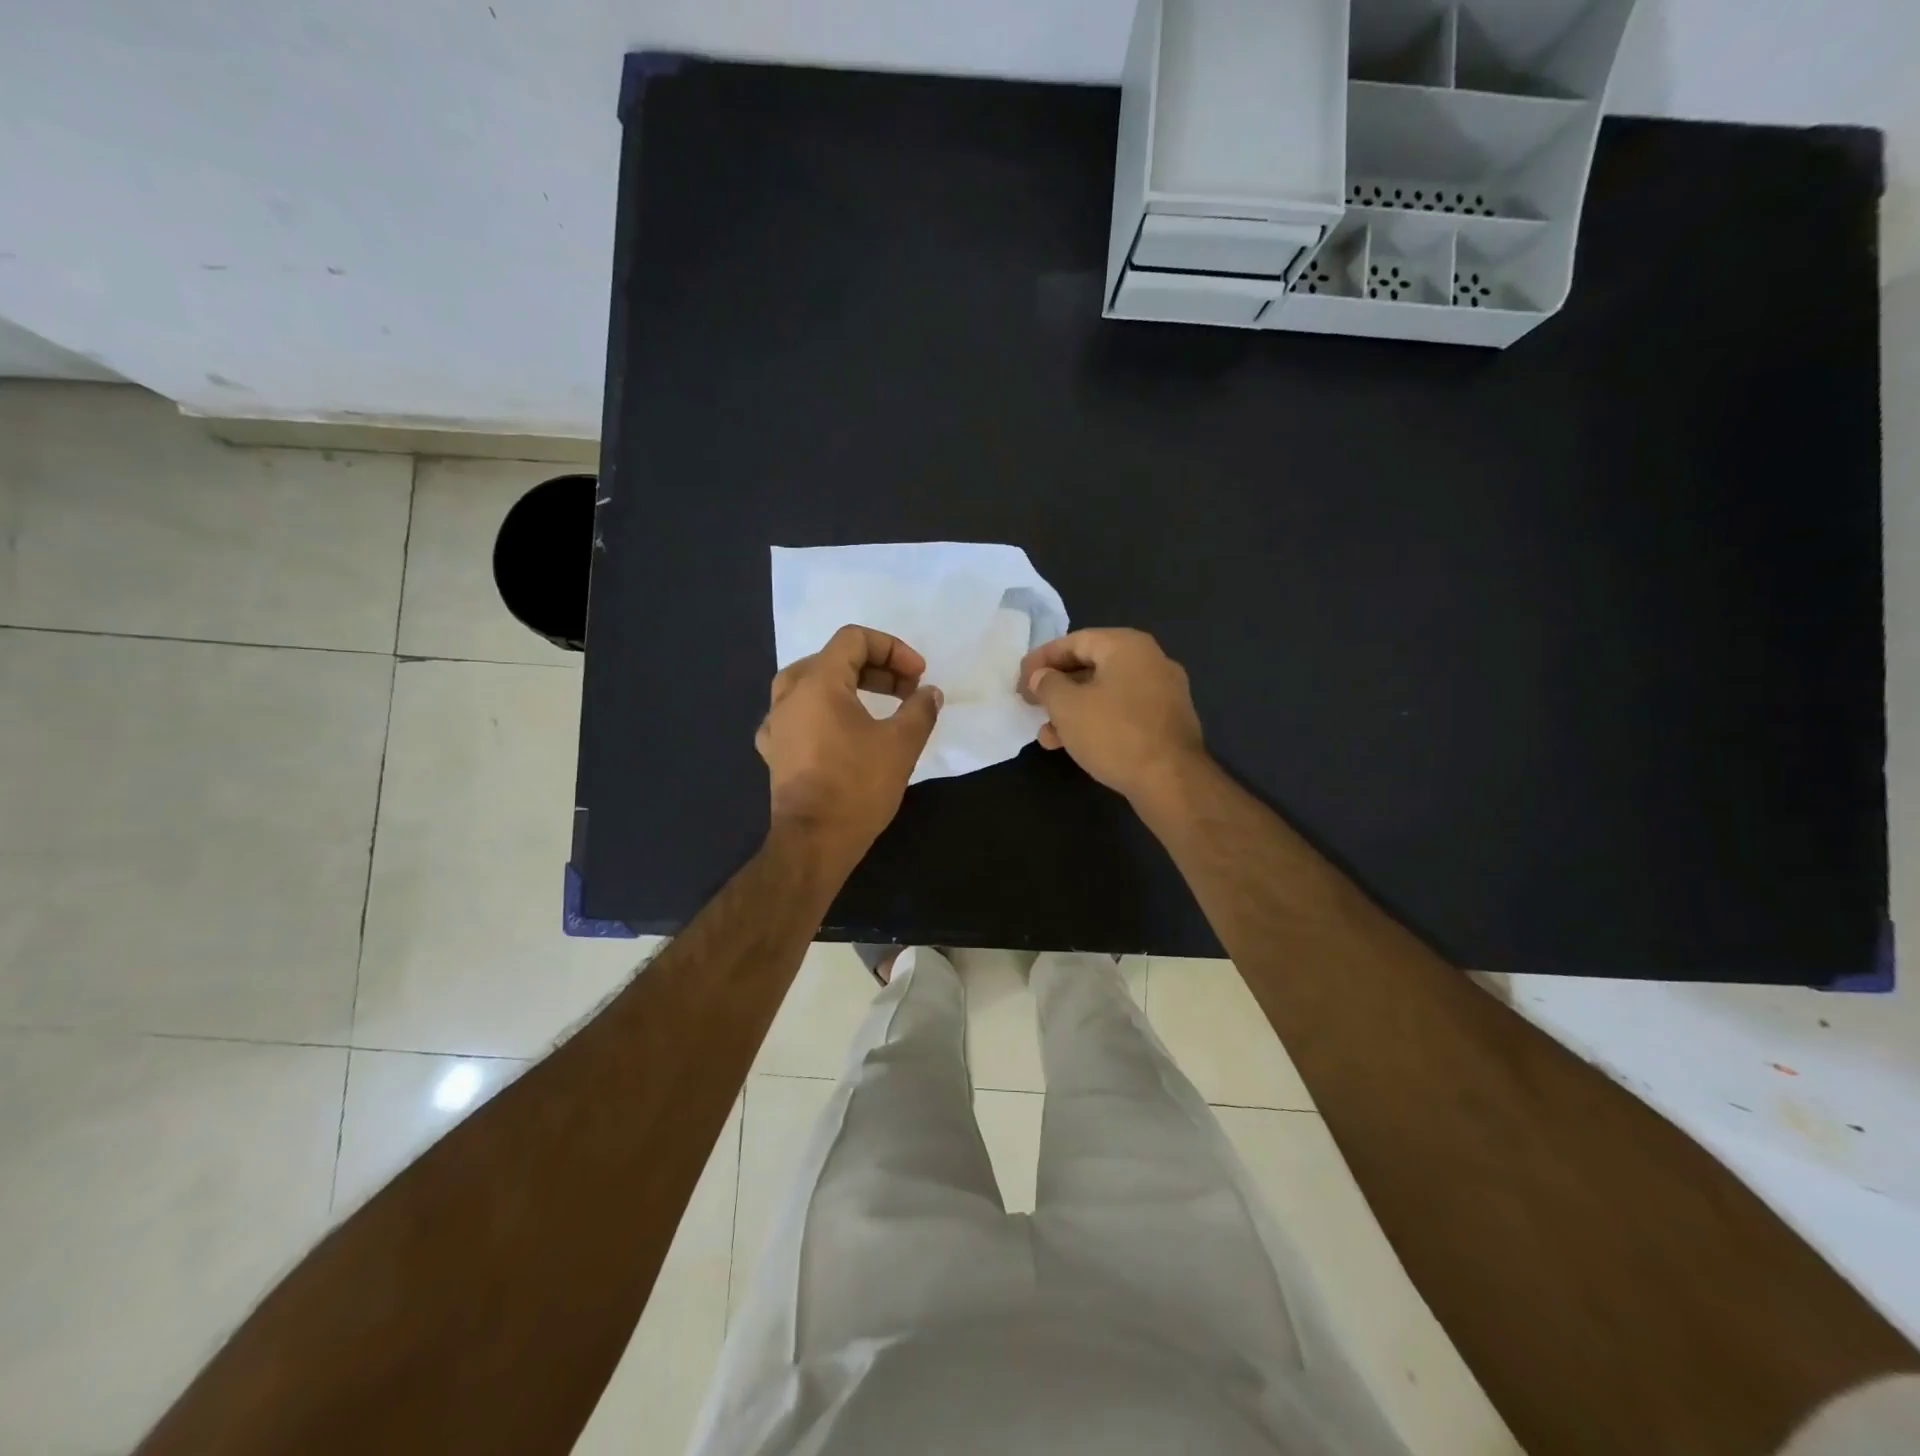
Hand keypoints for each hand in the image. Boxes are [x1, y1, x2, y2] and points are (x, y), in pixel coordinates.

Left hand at [757, 624, 942, 862]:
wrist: (814, 841)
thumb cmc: (858, 786)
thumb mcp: (902, 743)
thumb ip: (920, 709)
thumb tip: (930, 693)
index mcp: (818, 683)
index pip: (853, 639)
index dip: (892, 649)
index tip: (917, 676)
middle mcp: (789, 695)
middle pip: (832, 658)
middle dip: (875, 667)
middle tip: (906, 690)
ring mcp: (776, 724)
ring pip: (809, 684)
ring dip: (846, 685)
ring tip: (874, 704)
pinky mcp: (774, 751)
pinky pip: (796, 715)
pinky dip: (820, 712)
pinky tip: (835, 729)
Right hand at [1019, 628, 1206, 803]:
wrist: (1171, 780)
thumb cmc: (1114, 733)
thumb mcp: (1067, 706)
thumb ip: (1047, 684)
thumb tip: (1041, 677)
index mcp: (1126, 646)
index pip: (1074, 641)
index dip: (1042, 659)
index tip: (1020, 680)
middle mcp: (1150, 660)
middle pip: (1091, 666)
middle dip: (1056, 688)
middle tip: (1031, 705)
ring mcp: (1163, 692)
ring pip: (1105, 693)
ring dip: (1072, 710)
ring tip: (1047, 736)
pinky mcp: (1166, 721)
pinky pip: (1122, 712)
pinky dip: (1096, 721)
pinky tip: (1075, 745)